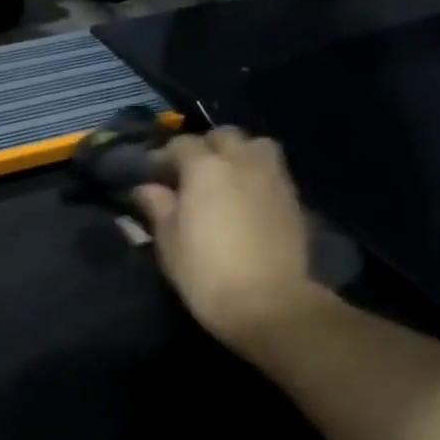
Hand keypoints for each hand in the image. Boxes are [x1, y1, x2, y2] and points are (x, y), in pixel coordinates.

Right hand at [133, 128, 326, 350]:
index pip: (181, 145)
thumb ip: (158, 207)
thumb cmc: (205, 272)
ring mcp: (273, 177)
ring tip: (225, 179)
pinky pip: (272, 171)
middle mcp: (242, 161)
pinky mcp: (293, 198)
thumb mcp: (168, 241)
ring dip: (238, 154)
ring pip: (256, 146)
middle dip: (205, 148)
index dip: (163, 157)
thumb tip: (147, 188)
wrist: (267, 302)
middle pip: (223, 136)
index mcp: (205, 168)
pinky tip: (246, 198)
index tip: (152, 176)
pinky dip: (257, 174)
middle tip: (190, 173)